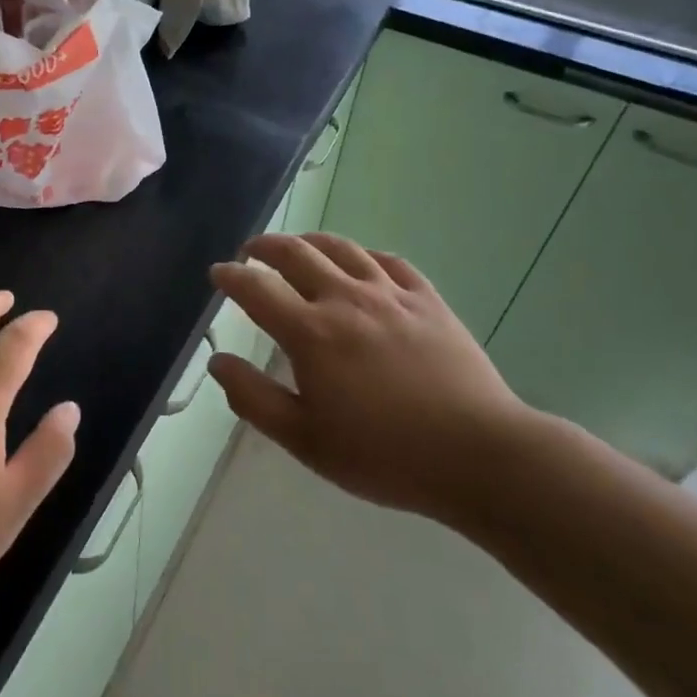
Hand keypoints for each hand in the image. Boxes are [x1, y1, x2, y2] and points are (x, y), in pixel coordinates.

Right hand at [207, 233, 532, 525]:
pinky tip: (359, 262)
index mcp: (310, 332)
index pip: (256, 288)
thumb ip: (254, 398)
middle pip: (295, 252)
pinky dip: (362, 254)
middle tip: (250, 252)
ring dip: (309, 241)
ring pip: (340, 247)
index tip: (218, 273)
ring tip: (297, 246)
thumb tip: (218, 362)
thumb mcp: (306, 440)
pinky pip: (387, 260)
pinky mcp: (426, 299)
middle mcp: (344, 298)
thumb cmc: (384, 455)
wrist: (479, 455)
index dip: (231, 276)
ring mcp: (389, 293)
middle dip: (264, 246)